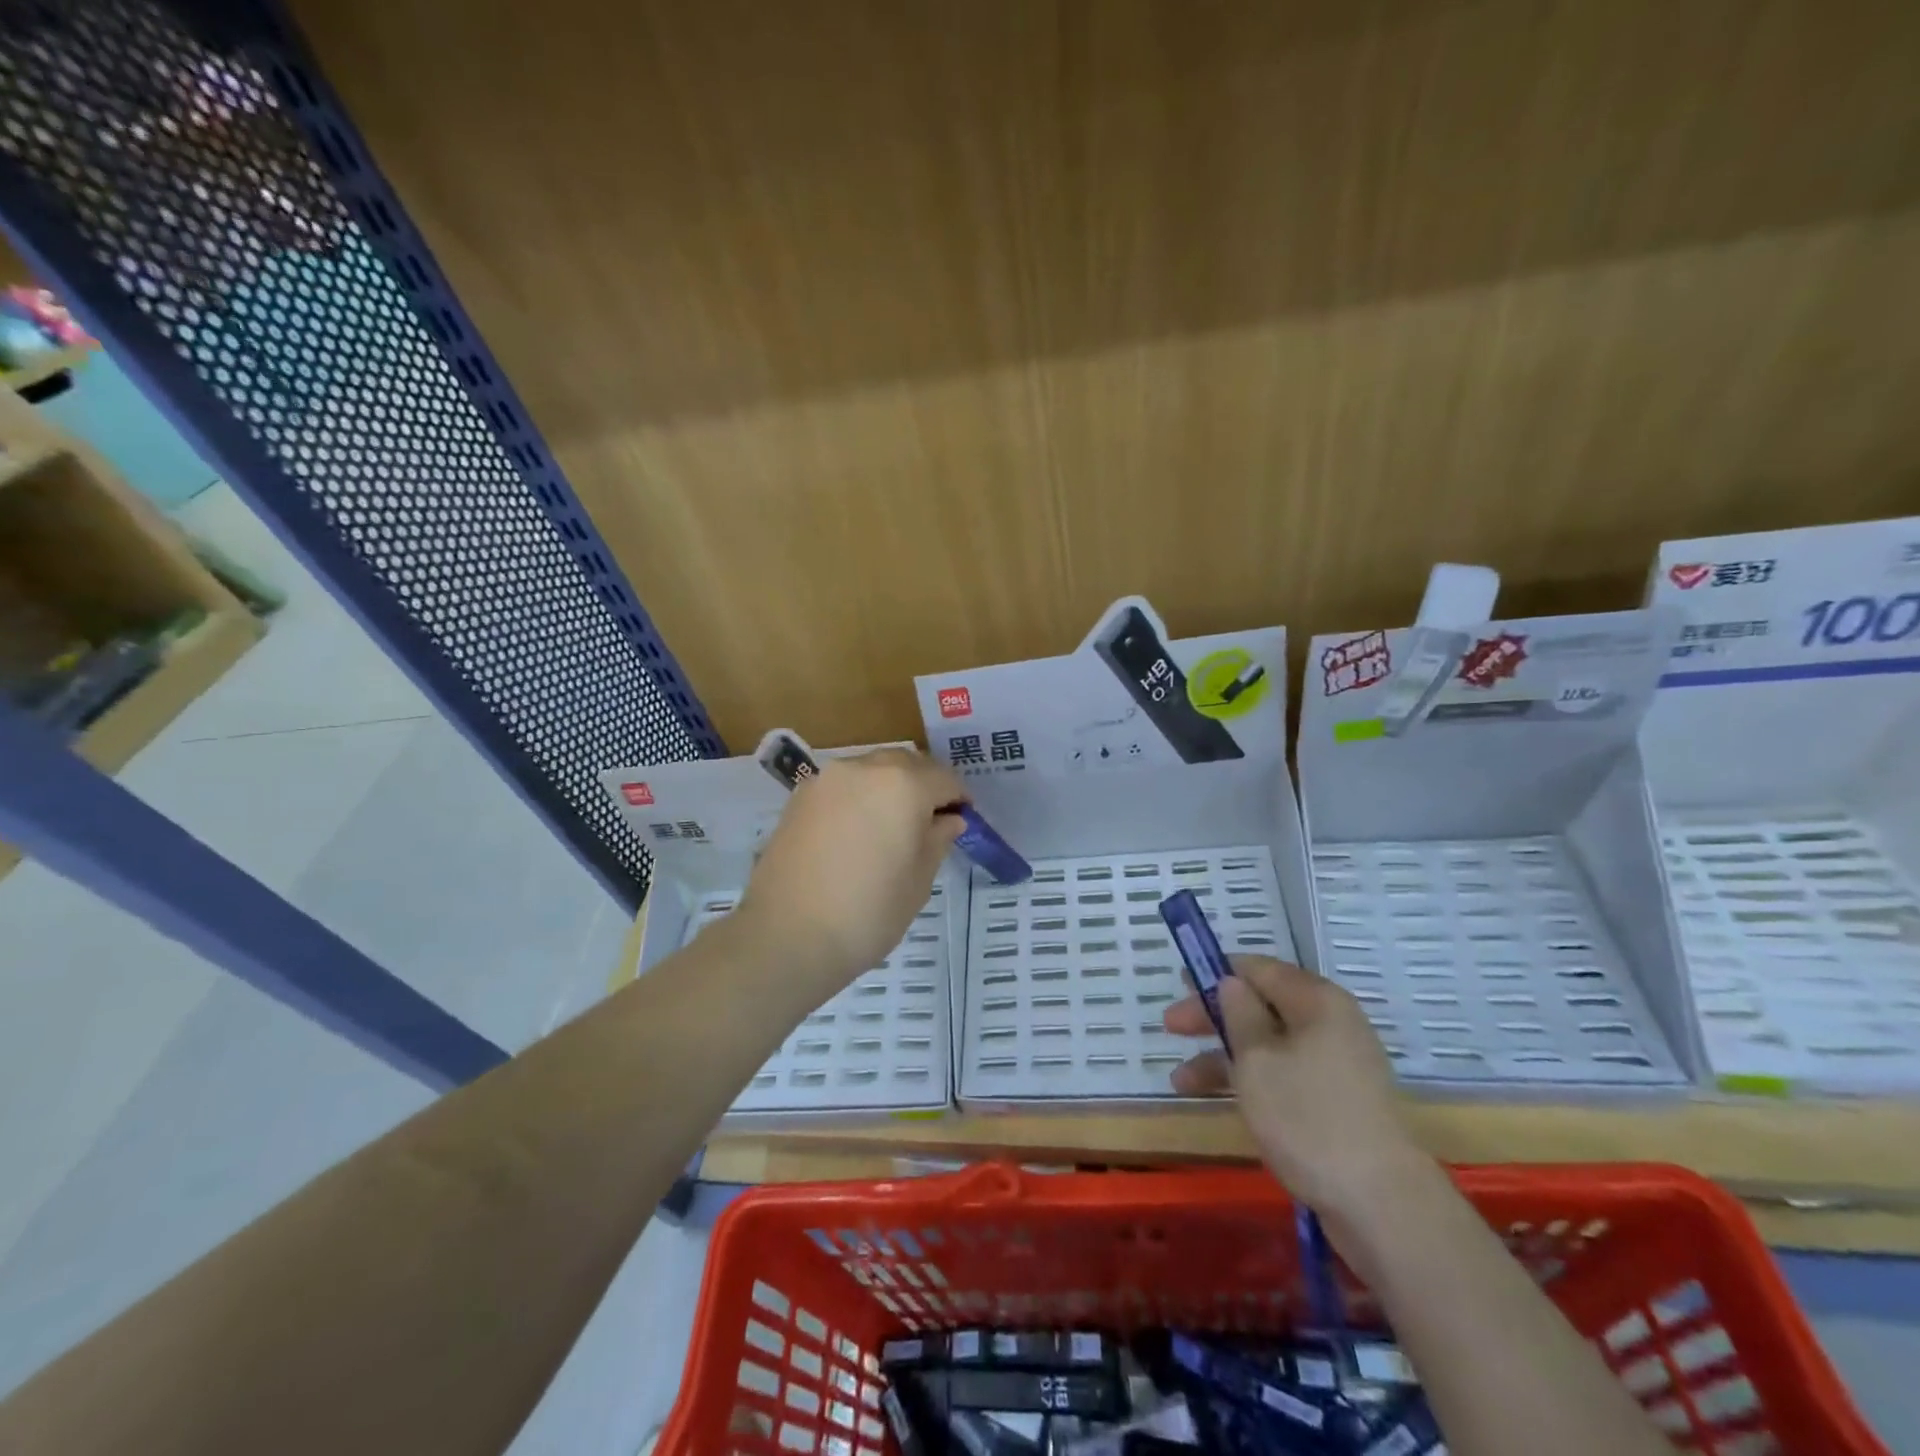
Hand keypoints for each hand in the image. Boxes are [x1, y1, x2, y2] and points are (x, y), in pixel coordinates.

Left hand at [736, 747, 965, 994]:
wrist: (787, 935)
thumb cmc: (868, 912)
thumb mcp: (918, 880)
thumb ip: (937, 839)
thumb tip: (948, 819)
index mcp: (903, 784)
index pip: (944, 779)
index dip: (959, 799)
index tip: (963, 821)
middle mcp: (864, 768)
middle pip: (907, 764)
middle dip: (924, 786)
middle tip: (930, 821)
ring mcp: (827, 779)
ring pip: (872, 770)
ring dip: (890, 788)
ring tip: (892, 826)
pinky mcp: (800, 797)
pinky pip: (843, 786)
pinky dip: (859, 797)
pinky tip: (858, 831)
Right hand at [1163, 956, 1429, 1222]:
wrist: (1381, 1205)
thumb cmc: (1308, 1118)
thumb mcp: (1257, 1059)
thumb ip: (1238, 1013)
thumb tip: (1232, 983)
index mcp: (1317, 1001)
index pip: (1258, 968)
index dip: (1216, 972)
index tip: (1180, 982)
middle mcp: (1330, 1024)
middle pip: (1261, 1005)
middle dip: (1214, 1016)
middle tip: (1171, 1027)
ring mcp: (1336, 1065)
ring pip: (1268, 1045)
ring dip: (1224, 1056)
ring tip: (1181, 1080)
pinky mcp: (1336, 1102)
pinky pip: (1284, 1075)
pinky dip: (1250, 1081)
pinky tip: (1216, 1100)